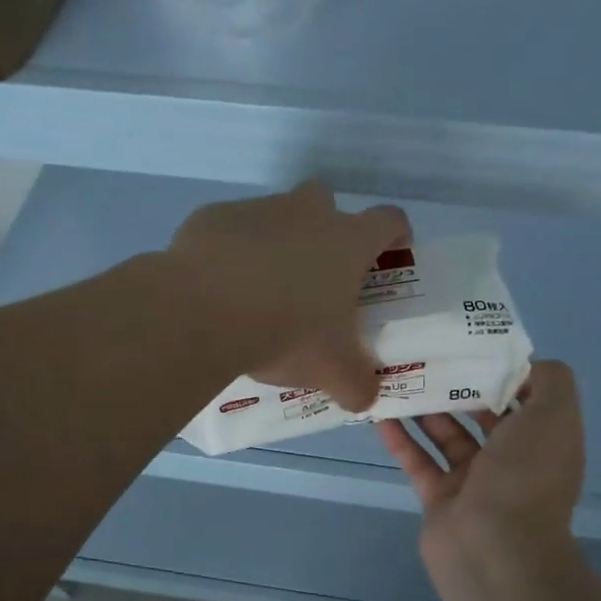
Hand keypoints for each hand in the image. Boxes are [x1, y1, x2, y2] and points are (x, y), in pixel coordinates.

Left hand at [167, 181, 410, 411]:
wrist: (204, 311)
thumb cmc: (287, 332)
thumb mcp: (332, 371)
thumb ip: (357, 385)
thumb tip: (366, 399)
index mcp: (347, 241)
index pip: (389, 221)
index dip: (396, 234)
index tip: (392, 252)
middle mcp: (306, 213)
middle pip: (326, 201)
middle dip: (325, 228)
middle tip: (317, 273)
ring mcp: (256, 210)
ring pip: (274, 216)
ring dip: (274, 243)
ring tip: (260, 291)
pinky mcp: (212, 217)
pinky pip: (228, 231)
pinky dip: (229, 253)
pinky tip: (219, 287)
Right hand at [377, 361, 585, 562]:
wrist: (494, 552)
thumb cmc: (525, 476)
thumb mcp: (555, 415)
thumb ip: (549, 380)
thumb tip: (523, 365)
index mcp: (544, 440)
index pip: (524, 395)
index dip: (500, 368)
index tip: (468, 342)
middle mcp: (513, 460)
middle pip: (481, 413)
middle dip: (457, 384)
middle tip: (423, 353)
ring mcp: (475, 482)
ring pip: (446, 435)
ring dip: (424, 407)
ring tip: (395, 374)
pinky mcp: (441, 499)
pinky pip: (418, 461)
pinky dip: (400, 438)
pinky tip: (378, 413)